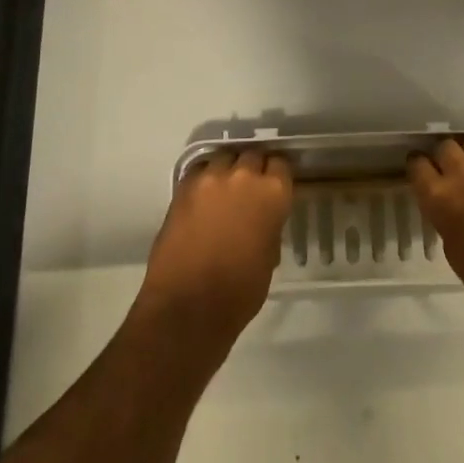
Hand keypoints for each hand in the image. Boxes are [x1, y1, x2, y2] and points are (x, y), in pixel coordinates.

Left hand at [136, 150, 292, 361]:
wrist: (188, 307)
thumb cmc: (240, 291)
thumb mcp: (269, 256)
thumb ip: (269, 224)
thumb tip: (263, 217)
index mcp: (272, 193)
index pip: (280, 164)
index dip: (277, 175)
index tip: (274, 185)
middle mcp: (243, 176)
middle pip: (252, 155)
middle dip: (252, 168)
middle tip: (249, 189)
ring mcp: (210, 179)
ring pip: (223, 158)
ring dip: (227, 170)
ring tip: (224, 190)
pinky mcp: (183, 188)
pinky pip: (198, 171)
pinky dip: (204, 179)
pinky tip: (203, 197)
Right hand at [408, 138, 463, 344]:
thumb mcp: (454, 252)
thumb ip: (444, 217)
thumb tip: (447, 203)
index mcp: (440, 198)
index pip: (417, 164)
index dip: (420, 170)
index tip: (426, 176)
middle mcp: (462, 171)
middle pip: (444, 147)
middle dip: (446, 161)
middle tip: (456, 177)